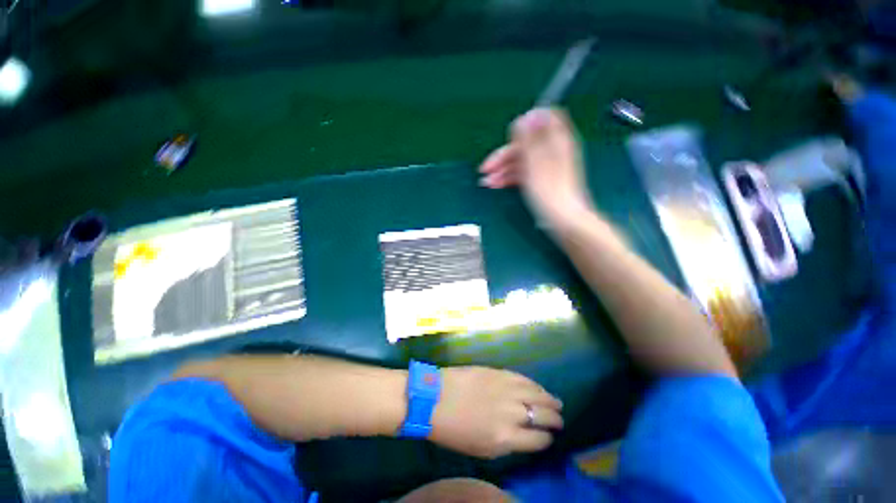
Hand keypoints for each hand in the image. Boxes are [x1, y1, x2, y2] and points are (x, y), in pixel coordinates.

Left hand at [429, 367, 562, 459]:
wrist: (434, 397)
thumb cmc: (454, 430)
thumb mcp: (481, 449)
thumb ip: (506, 444)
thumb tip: (523, 436)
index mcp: (506, 438)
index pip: (538, 440)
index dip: (546, 439)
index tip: (548, 438)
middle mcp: (511, 413)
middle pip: (542, 416)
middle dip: (554, 419)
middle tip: (559, 420)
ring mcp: (506, 390)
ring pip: (536, 394)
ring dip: (549, 399)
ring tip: (557, 403)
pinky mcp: (498, 373)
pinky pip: (522, 378)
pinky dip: (534, 384)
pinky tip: (538, 388)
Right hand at [479, 108, 594, 225]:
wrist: (563, 220)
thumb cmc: (549, 191)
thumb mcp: (536, 163)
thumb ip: (530, 139)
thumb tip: (527, 115)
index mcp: (555, 141)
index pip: (544, 119)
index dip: (526, 124)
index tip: (509, 136)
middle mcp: (551, 150)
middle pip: (525, 144)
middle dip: (504, 155)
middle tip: (484, 168)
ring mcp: (546, 167)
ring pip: (521, 161)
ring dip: (502, 169)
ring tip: (486, 182)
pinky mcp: (542, 181)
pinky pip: (523, 173)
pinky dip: (509, 177)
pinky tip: (496, 185)